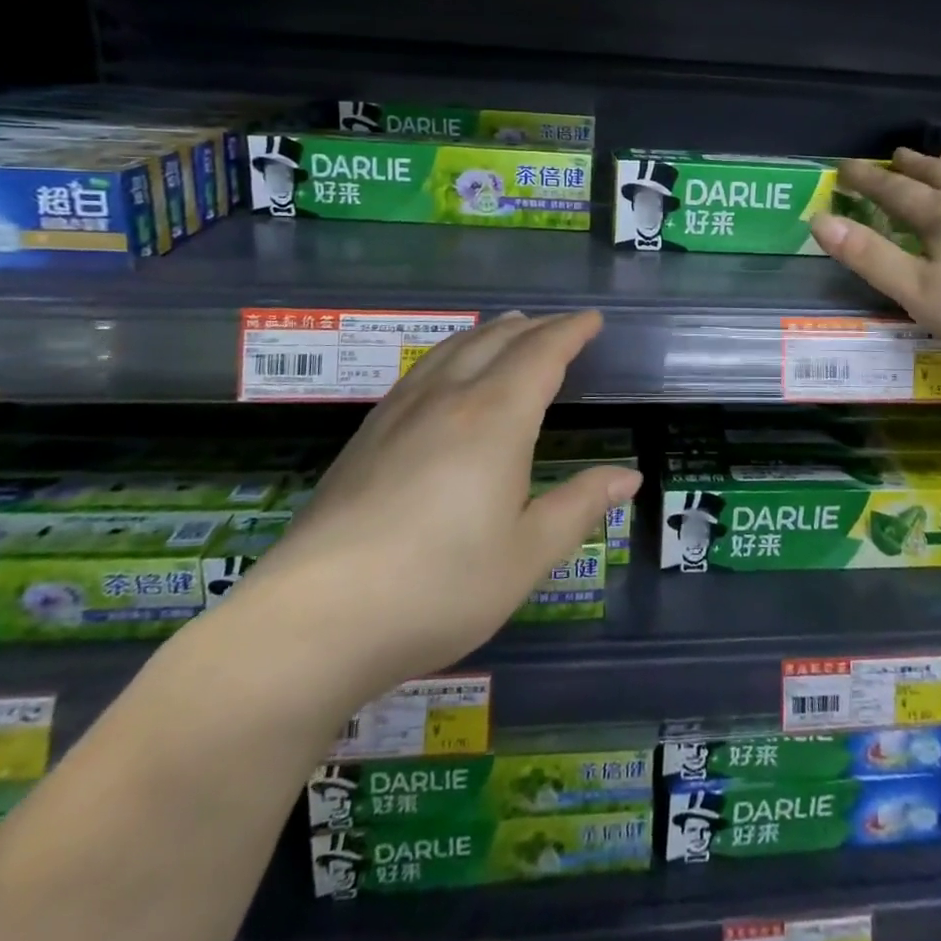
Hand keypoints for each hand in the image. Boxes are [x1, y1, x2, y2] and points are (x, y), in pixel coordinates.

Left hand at [232, 311, 639, 709]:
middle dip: (533, 327)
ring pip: (452, 350)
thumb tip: (627, 476)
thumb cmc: (438, 588)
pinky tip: (445, 375)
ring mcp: (399, 414)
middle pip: (495, 341)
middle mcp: (448, 400)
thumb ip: (579, 507)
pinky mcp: (365, 437)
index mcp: (495, 419)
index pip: (541, 354)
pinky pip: (420, 372)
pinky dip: (450, 354)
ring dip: (489, 333)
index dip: (570, 332)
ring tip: (507, 328)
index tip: (592, 321)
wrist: (313, 620)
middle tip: (559, 326)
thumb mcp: (526, 555)